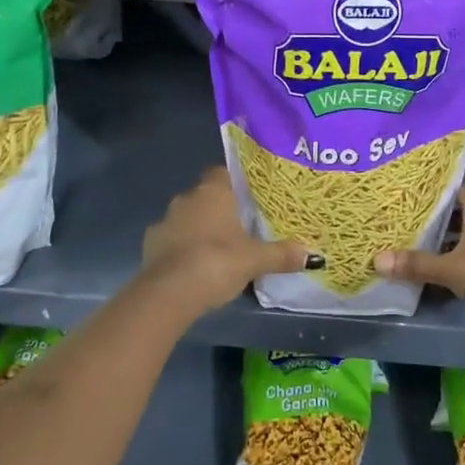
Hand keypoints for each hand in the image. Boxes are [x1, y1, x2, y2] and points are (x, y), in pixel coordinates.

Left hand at [142, 167, 308, 315]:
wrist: (169, 292)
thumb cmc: (217, 262)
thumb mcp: (256, 260)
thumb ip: (282, 255)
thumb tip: (314, 255)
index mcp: (213, 192)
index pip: (223, 173)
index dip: (235, 183)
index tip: (249, 198)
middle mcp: (186, 198)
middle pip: (206, 195)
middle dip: (219, 208)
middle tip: (239, 226)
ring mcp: (165, 220)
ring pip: (187, 217)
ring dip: (198, 228)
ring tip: (217, 250)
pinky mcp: (150, 244)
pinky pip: (170, 239)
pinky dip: (180, 248)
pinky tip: (193, 266)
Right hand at [375, 188, 464, 349]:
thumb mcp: (452, 269)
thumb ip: (417, 264)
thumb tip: (376, 260)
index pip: (458, 187)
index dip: (437, 185)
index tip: (411, 184)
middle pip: (457, 213)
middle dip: (432, 214)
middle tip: (400, 213)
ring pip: (462, 239)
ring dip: (441, 241)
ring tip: (408, 240)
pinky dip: (450, 264)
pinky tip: (429, 272)